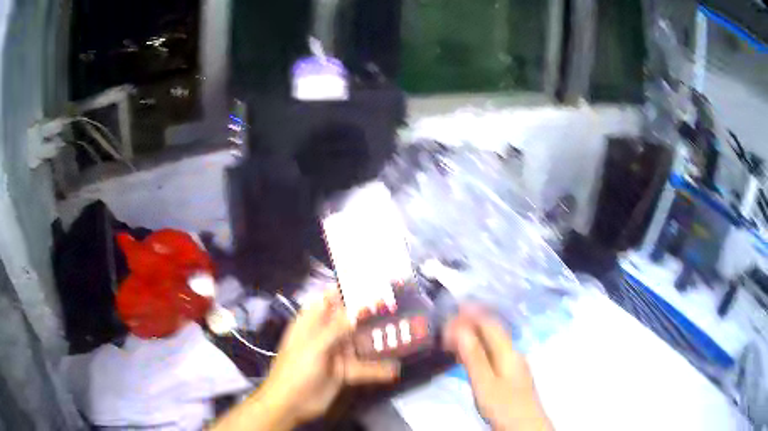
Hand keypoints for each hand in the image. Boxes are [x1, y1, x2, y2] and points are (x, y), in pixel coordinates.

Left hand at [257, 292, 399, 426]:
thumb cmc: (297, 370)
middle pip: (350, 320)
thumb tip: (362, 306)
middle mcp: (325, 335)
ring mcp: (336, 354)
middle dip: (371, 314)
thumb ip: (339, 327)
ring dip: (378, 340)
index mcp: (312, 323)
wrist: (290, 404)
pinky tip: (395, 369)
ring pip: (360, 342)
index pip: (330, 299)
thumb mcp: (315, 346)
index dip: (349, 290)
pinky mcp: (345, 371)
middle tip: (398, 307)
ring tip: (404, 334)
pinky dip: (378, 369)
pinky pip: (364, 367)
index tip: (374, 284)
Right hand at [444, 308, 551, 430]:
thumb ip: (474, 357)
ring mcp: (514, 363)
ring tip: (453, 336)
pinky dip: (479, 348)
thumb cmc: (505, 406)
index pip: (489, 324)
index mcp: (508, 352)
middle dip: (471, 322)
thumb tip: (460, 329)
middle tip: (447, 323)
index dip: (471, 314)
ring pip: (493, 341)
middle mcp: (513, 352)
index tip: (451, 311)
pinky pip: (493, 352)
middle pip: (492, 330)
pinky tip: (470, 355)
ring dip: (474, 334)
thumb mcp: (485, 384)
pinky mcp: (511, 374)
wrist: (525, 426)